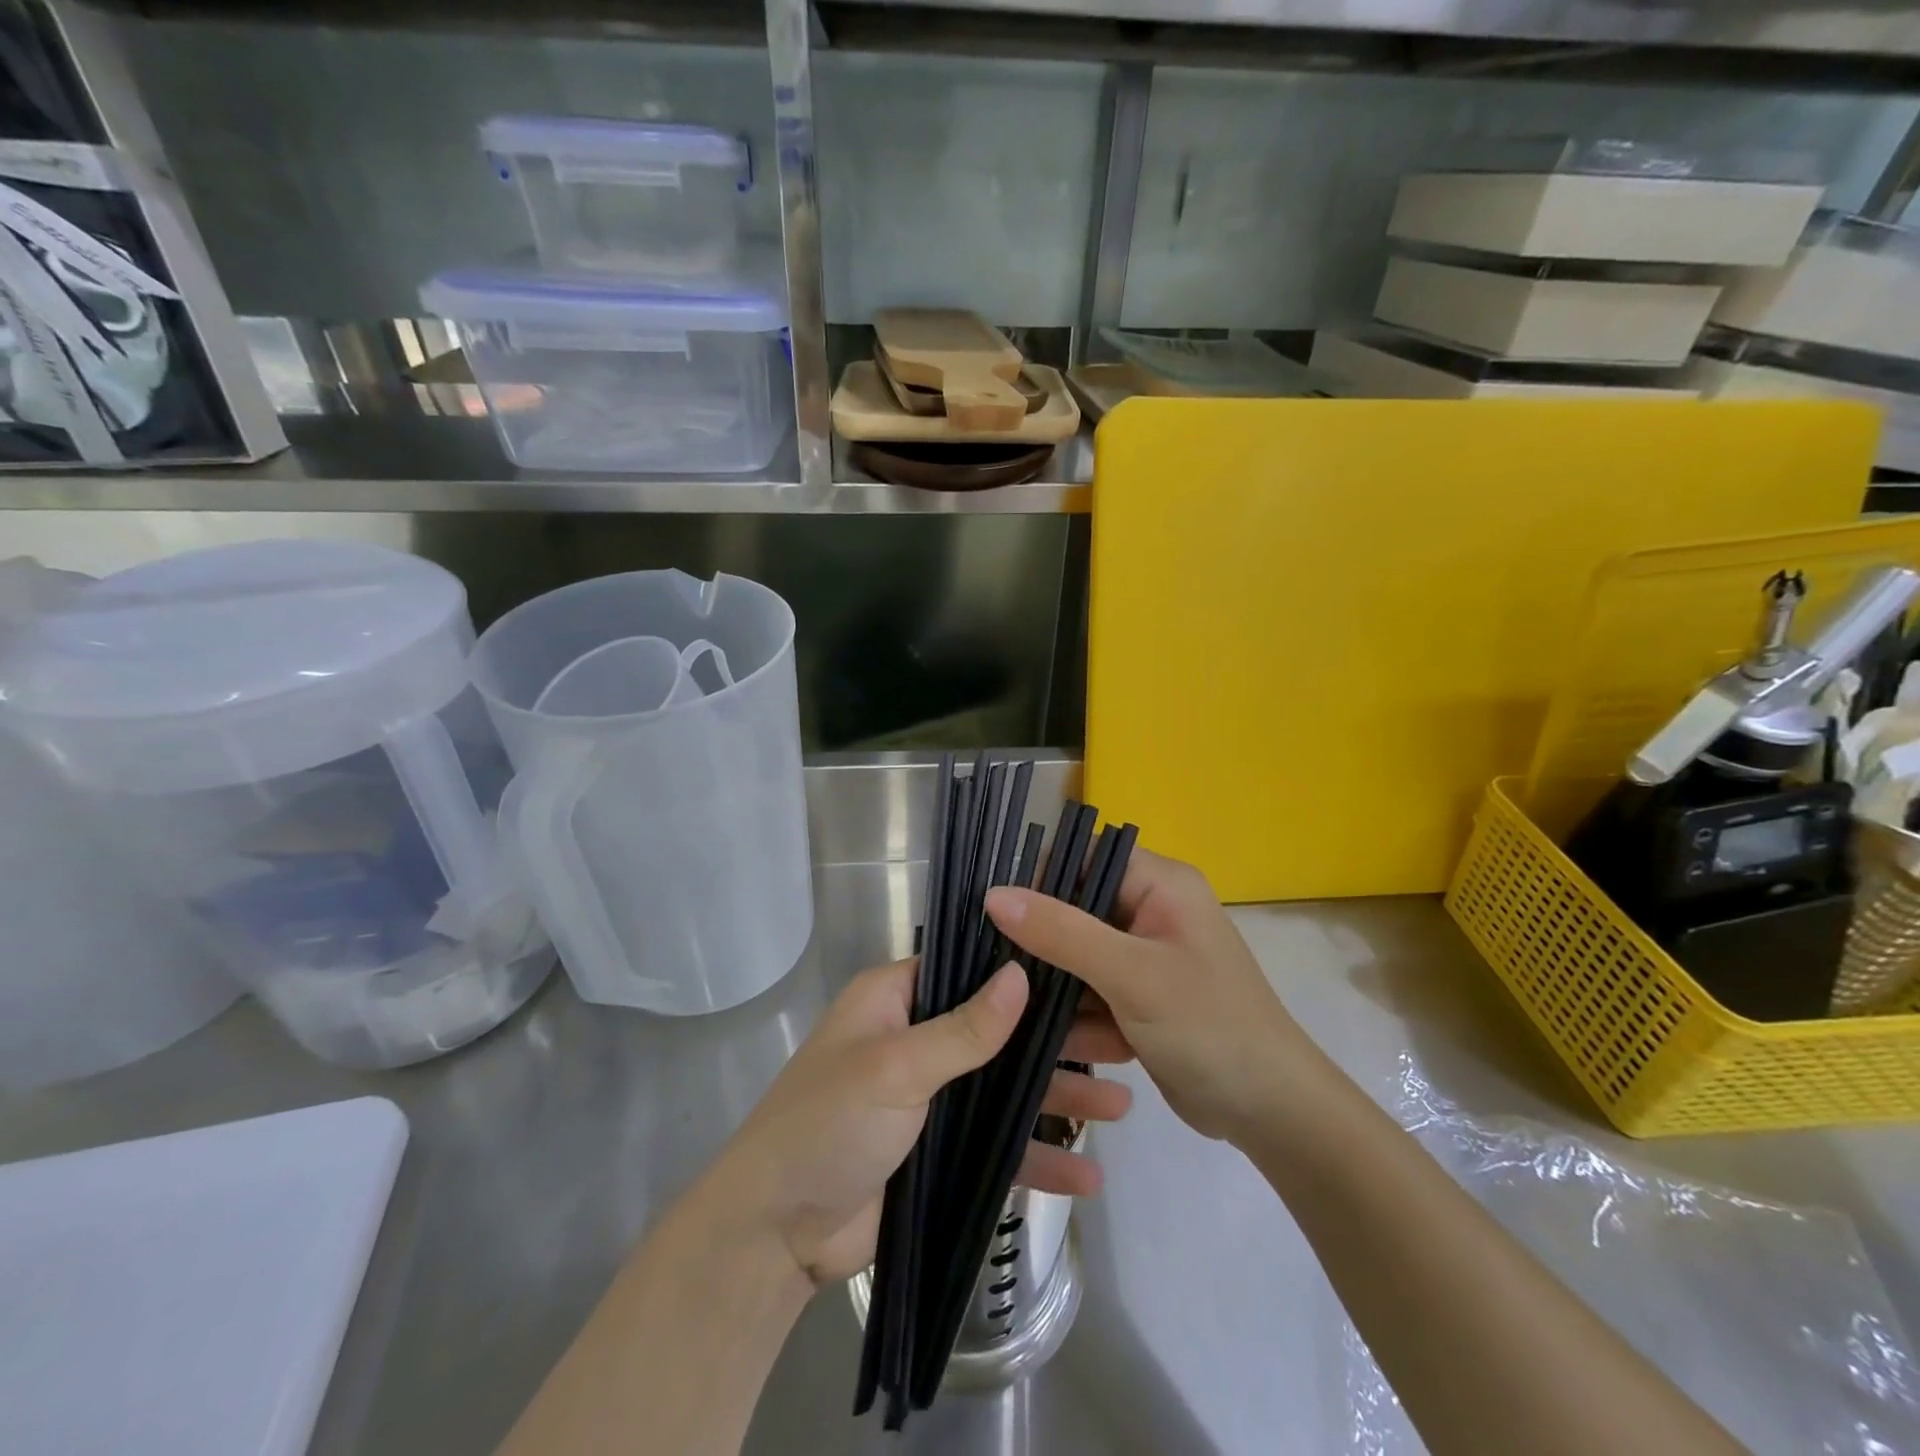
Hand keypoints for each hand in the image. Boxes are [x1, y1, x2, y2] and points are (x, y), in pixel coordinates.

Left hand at [707, 957, 1133, 1288]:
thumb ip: (963, 1029)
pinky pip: (997, 1147)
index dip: (1023, 971)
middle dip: (1058, 1041)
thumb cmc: (827, 1125)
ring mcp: (931, 1098)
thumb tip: (1021, 974)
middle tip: (1124, 1043)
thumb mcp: (895, 1068)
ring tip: (1124, 1107)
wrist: (775, 1236)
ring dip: (1059, 1099)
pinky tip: (1087, 1175)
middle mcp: (917, 1040)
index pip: (968, 969)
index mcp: (895, 1000)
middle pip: (1000, 1031)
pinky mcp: (939, 1152)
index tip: (1083, 973)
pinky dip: (1037, 1158)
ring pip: (1006, 1089)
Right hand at [986, 847, 1312, 1144]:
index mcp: (1159, 883)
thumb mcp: (1130, 975)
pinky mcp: (1140, 996)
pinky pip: (1091, 991)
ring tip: (1027, 1017)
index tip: (995, 914)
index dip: (1038, 879)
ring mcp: (1145, 956)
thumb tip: (993, 894)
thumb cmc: (1209, 1027)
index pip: (1083, 858)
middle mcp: (1151, 909)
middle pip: (1075, 909)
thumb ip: (1061, 932)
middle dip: (1041, 943)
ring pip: (1076, 955)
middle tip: (1001, 972)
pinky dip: (1079, 1017)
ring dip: (1057, 987)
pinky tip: (1069, 1046)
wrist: (1272, 1113)